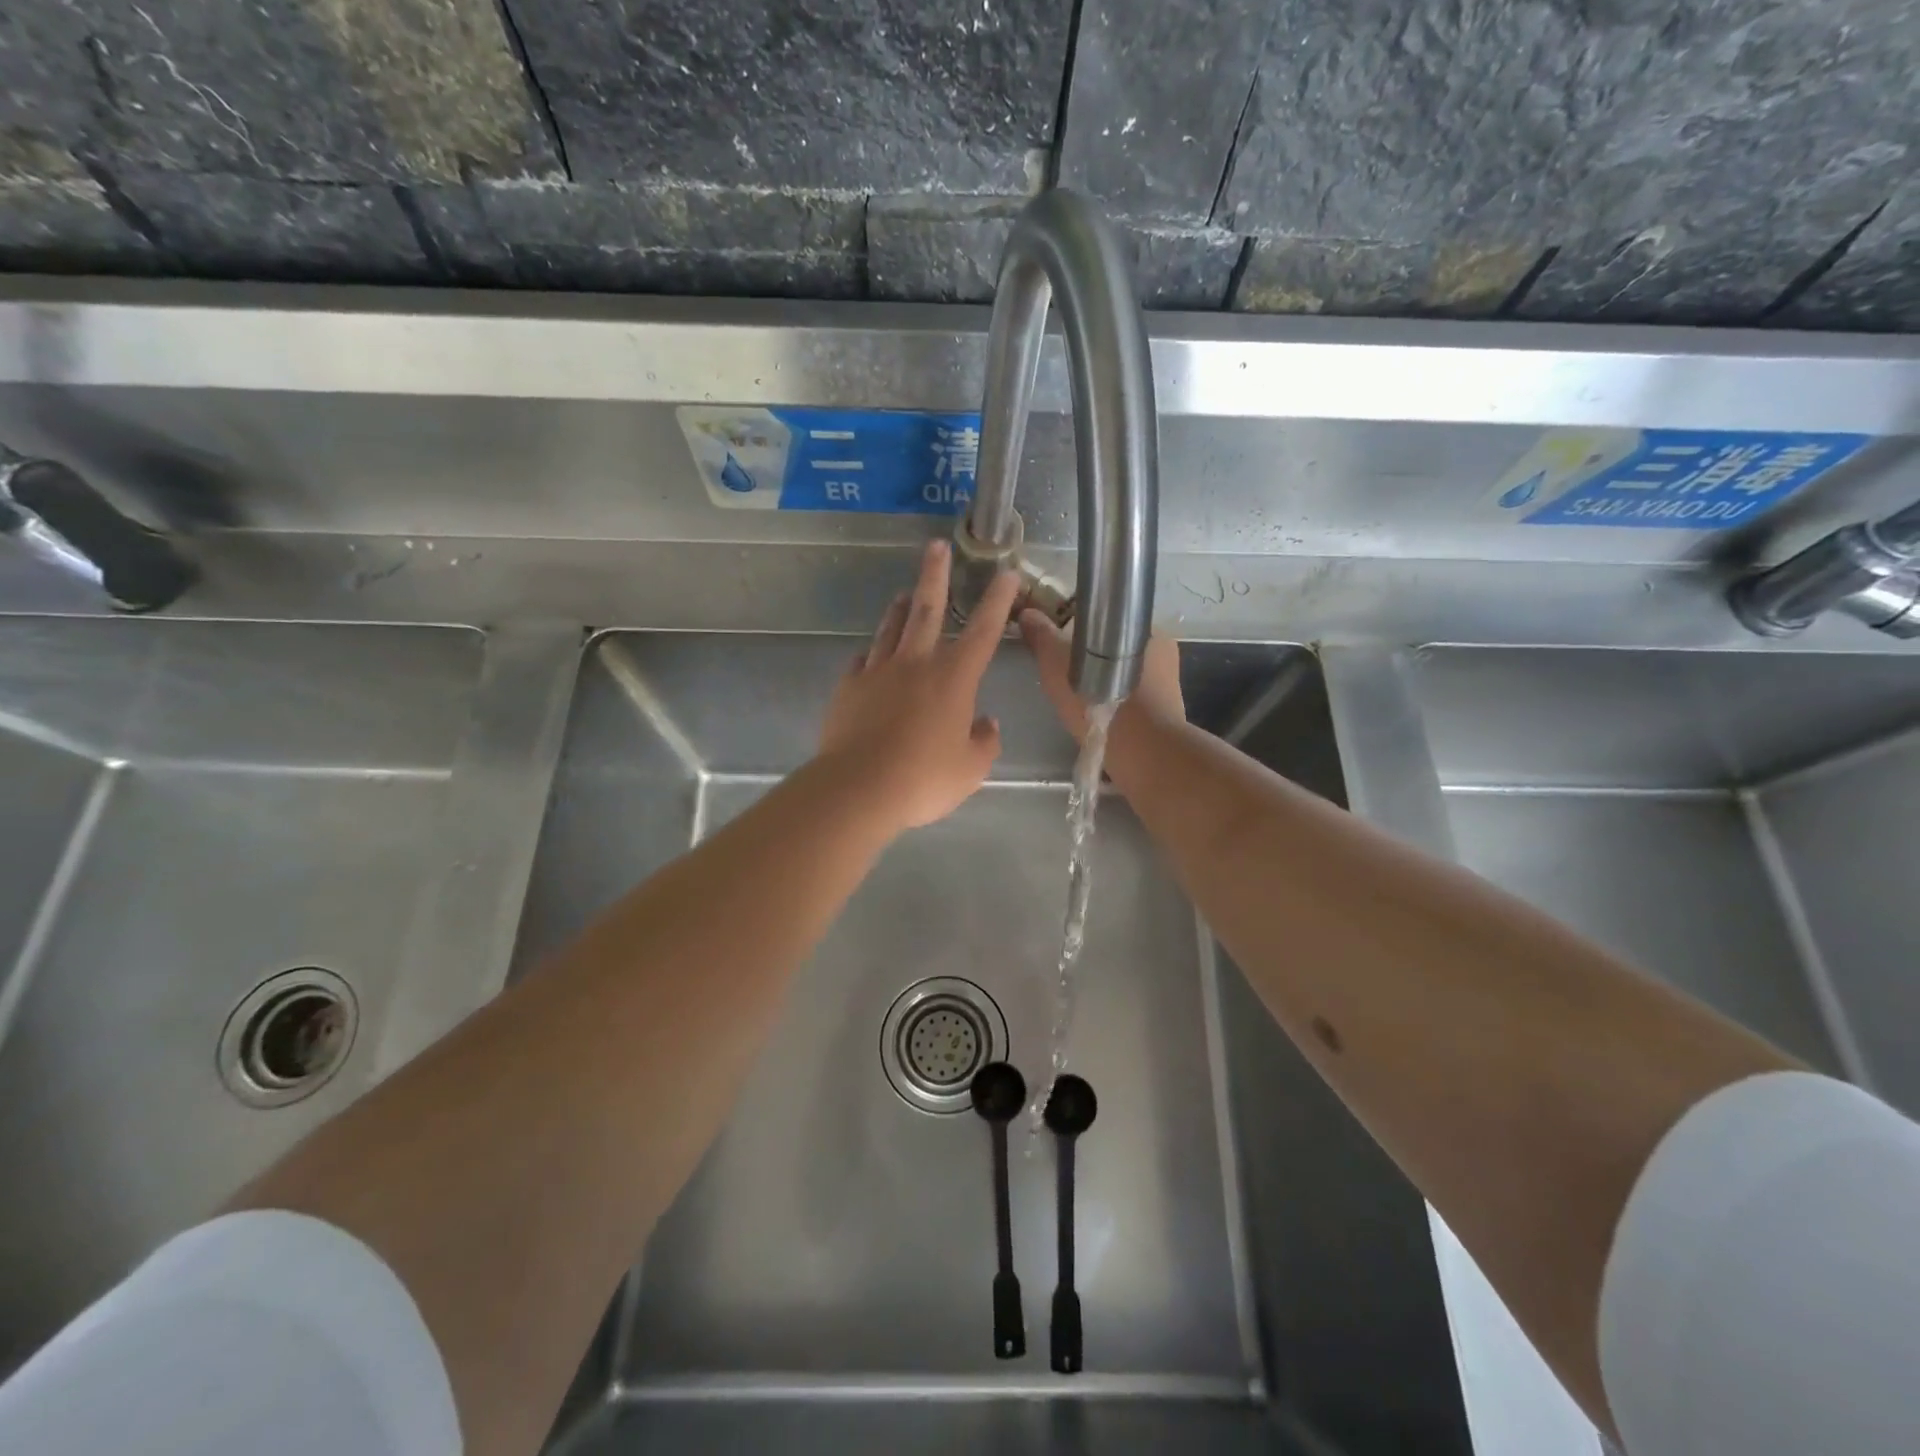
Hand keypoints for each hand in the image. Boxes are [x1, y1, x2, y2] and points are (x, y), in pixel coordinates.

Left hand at [818, 540, 1020, 833]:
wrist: (859, 787)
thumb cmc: (924, 778)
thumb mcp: (971, 769)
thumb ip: (985, 742)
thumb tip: (986, 723)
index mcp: (954, 678)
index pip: (984, 631)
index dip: (998, 601)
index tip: (1006, 573)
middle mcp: (916, 664)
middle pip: (927, 609)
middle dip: (935, 575)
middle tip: (936, 546)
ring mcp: (878, 672)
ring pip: (890, 629)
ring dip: (899, 608)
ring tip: (903, 593)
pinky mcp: (849, 688)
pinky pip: (862, 661)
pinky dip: (871, 653)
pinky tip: (870, 655)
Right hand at [1019, 610, 1184, 742]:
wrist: (1141, 751)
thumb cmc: (1100, 698)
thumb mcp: (1058, 663)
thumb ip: (1043, 637)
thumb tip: (1027, 613)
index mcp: (1142, 627)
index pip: (1107, 619)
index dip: (1081, 628)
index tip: (1061, 644)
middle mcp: (1162, 649)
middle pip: (1116, 647)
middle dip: (1093, 657)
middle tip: (1066, 676)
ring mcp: (1169, 682)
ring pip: (1126, 675)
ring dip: (1105, 683)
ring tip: (1080, 700)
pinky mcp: (1167, 713)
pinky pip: (1135, 700)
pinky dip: (1117, 705)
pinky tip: (1098, 717)